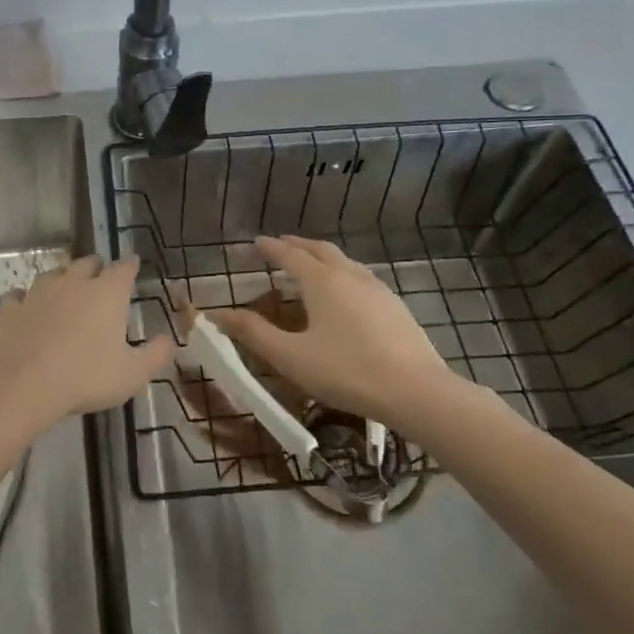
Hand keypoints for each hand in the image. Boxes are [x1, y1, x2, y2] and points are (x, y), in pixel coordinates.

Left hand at [0, 256, 173, 425]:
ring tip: (66, 289)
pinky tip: (26, 306)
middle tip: (101, 277)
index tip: (134, 266)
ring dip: (62, 278)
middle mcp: (73, 283)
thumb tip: (169, 340)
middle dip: (96, 267)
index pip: (124, 268)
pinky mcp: (10, 309)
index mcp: (106, 293)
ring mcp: (38, 293)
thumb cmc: (86, 377)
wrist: (23, 386)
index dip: (130, 266)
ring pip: (53, 274)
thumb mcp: (132, 374)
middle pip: (86, 263)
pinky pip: (19, 296)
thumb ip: (155, 354)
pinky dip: (25, 299)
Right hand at [209, 235, 460, 427]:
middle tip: (279, 245)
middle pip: (320, 249)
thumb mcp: (291, 356)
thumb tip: (218, 314)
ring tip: (309, 266)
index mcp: (322, 281)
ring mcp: (378, 289)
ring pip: (344, 261)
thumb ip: (253, 333)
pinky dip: (342, 274)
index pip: (289, 255)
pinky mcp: (395, 306)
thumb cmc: (346, 372)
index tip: (254, 242)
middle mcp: (350, 275)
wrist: (416, 391)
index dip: (269, 248)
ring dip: (321, 257)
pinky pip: (361, 277)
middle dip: (296, 245)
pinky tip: (344, 294)